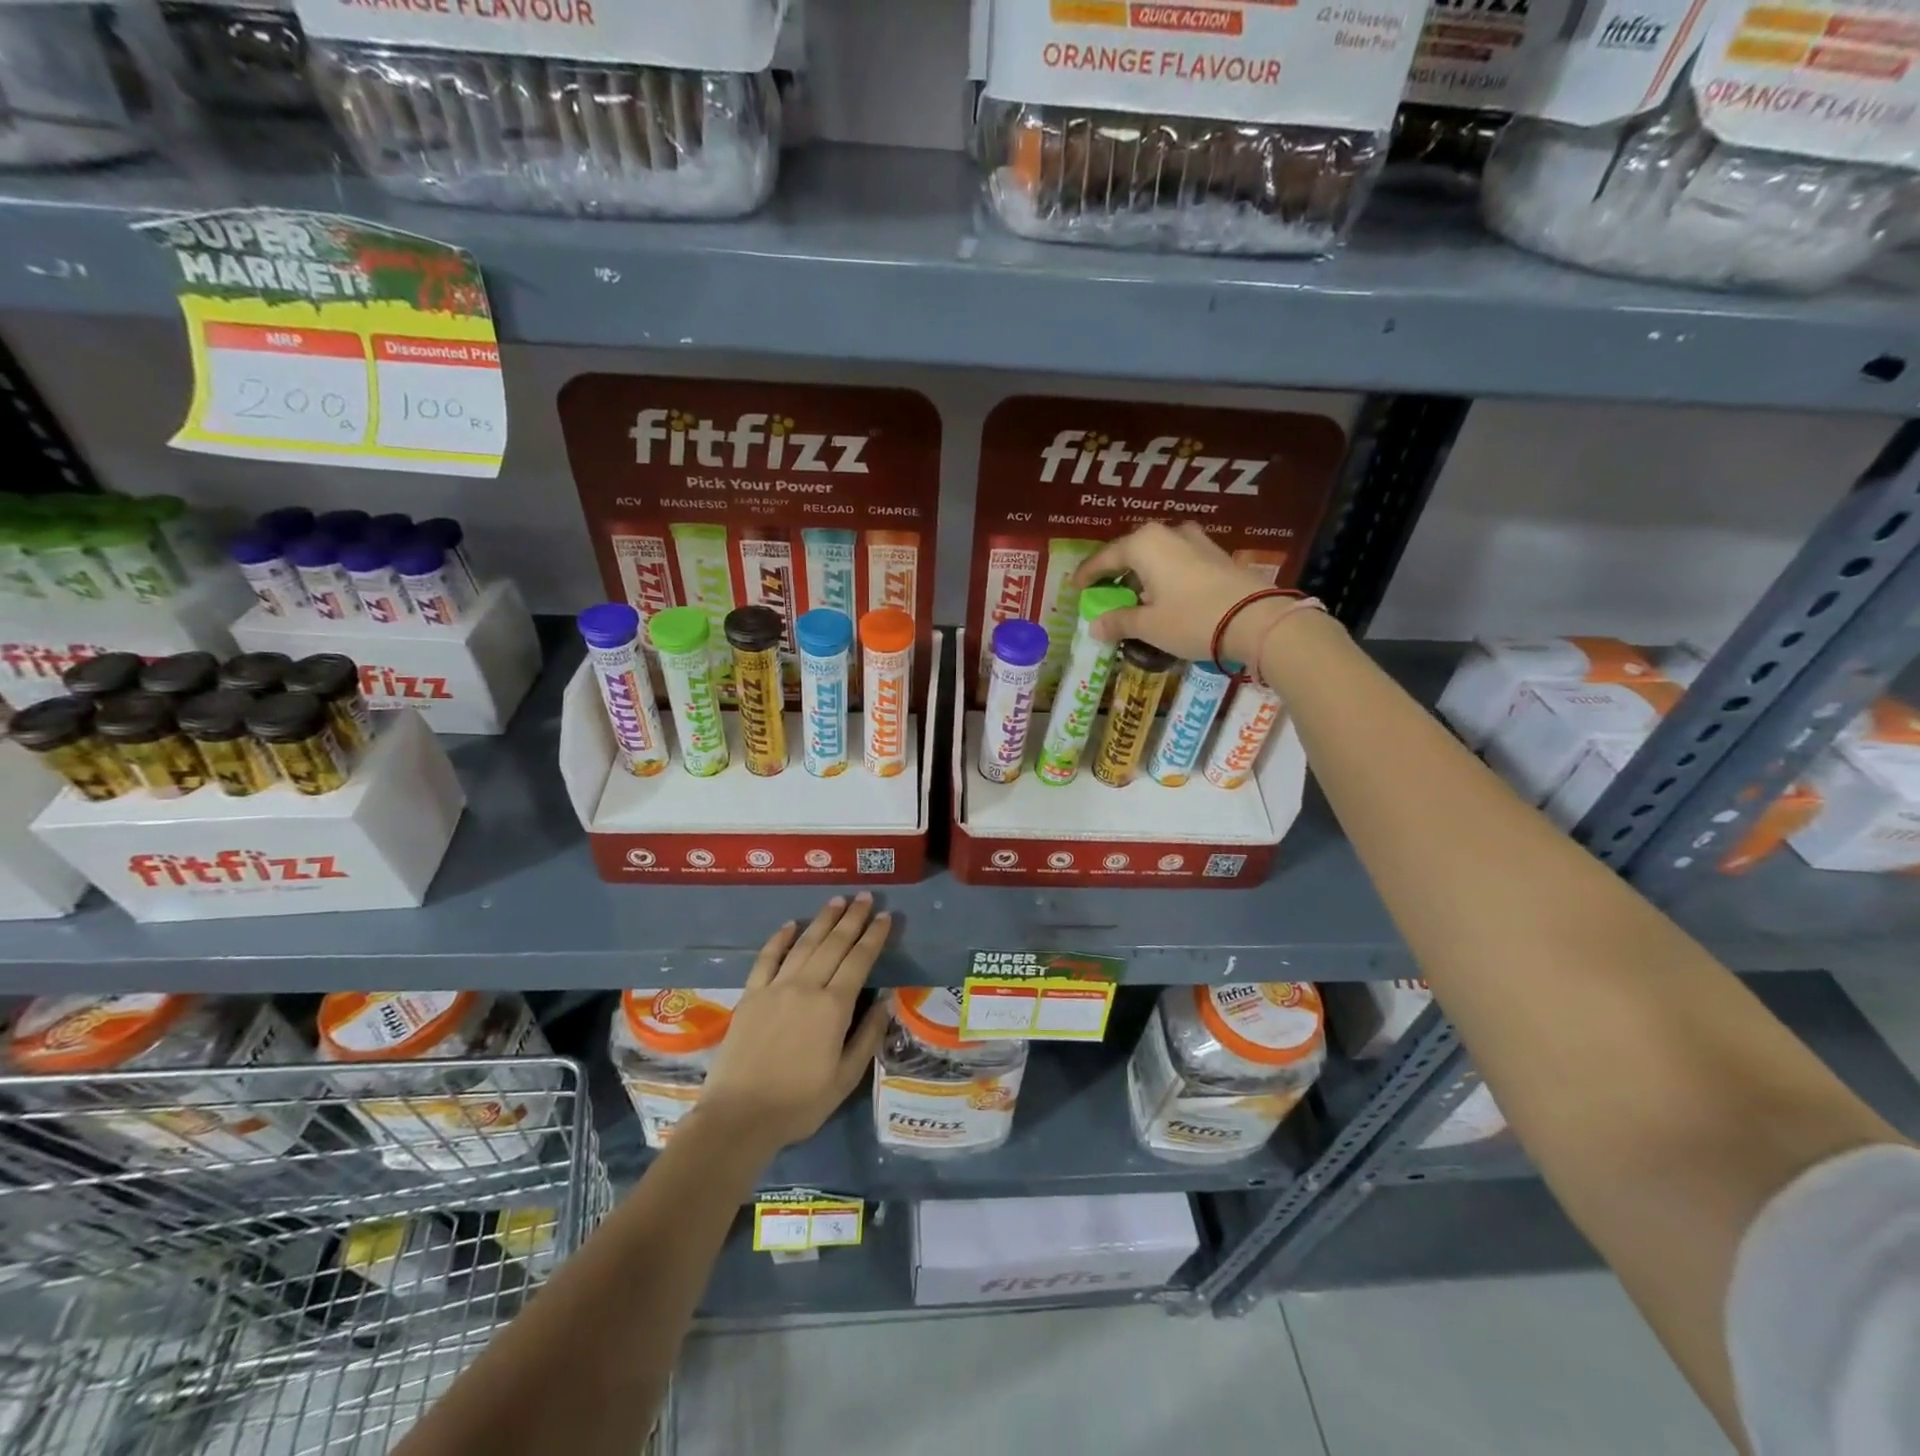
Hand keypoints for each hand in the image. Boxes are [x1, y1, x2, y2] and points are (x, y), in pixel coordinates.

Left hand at [697, 894, 892, 1157]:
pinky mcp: (751, 995)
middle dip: (852, 918)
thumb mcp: (845, 1078)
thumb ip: (868, 1036)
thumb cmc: (799, 1103)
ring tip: (837, 900)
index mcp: (834, 1007)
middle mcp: (806, 987)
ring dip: (822, 920)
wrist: (739, 1117)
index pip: (859, 960)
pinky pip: (767, 958)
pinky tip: (790, 924)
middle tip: (864, 896)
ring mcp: (775, 988)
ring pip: (804, 944)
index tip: (884, 916)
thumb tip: (886, 1000)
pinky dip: (779, 939)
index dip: (873, 936)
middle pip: (834, 944)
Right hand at [1073, 522, 1293, 665]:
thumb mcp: (1149, 626)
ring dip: (1142, 573)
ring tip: (1134, 594)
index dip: (1087, 574)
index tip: (1075, 587)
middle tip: (1103, 590)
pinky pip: (1178, 561)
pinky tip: (1164, 594)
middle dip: (1115, 572)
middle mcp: (1168, 533)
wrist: (1257, 620)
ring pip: (1157, 554)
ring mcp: (1196, 541)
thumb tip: (1096, 626)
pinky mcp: (1216, 554)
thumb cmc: (1192, 619)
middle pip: (1131, 551)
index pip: (1105, 558)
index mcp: (1144, 544)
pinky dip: (1164, 575)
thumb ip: (1119, 622)